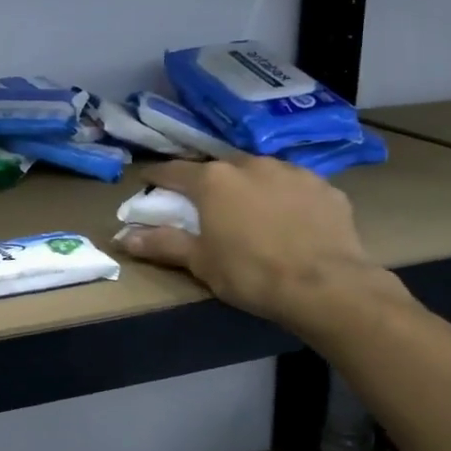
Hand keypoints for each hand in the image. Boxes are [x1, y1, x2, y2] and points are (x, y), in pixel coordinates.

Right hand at [117, 155, 406, 338]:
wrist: (326, 286)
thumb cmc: (251, 274)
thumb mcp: (201, 263)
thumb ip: (163, 244)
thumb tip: (124, 238)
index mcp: (214, 180)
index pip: (175, 171)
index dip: (158, 177)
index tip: (148, 182)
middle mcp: (252, 164)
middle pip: (221, 170)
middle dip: (210, 185)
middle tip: (207, 208)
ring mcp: (293, 172)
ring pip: (262, 175)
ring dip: (251, 190)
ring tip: (253, 216)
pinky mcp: (326, 188)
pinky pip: (296, 190)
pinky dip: (287, 202)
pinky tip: (292, 225)